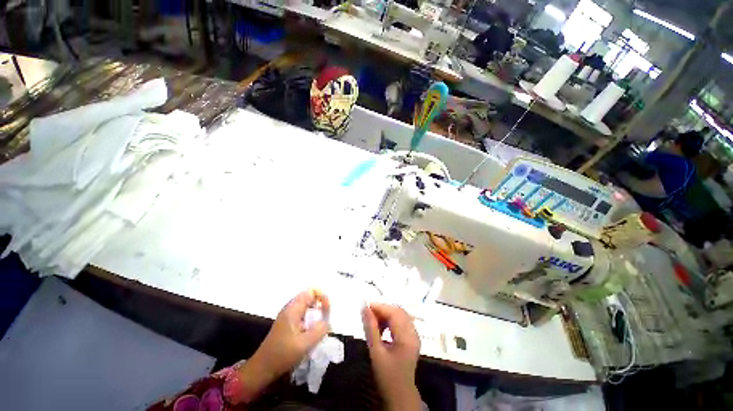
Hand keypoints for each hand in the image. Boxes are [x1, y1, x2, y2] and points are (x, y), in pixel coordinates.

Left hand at [234, 290, 329, 402]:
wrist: (261, 369)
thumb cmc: (282, 355)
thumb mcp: (305, 344)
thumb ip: (320, 330)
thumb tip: (328, 321)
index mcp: (293, 309)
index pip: (311, 291)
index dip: (322, 296)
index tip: (327, 310)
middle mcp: (290, 308)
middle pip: (310, 297)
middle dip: (320, 305)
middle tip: (326, 318)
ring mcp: (288, 316)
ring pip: (307, 306)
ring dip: (316, 313)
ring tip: (321, 326)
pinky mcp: (287, 324)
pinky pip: (303, 314)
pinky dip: (311, 319)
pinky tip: (313, 332)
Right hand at [362, 303, 421, 410]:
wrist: (400, 395)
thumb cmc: (387, 376)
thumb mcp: (376, 352)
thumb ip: (370, 329)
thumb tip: (364, 309)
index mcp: (407, 337)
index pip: (394, 313)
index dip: (379, 307)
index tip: (365, 307)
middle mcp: (413, 333)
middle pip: (398, 311)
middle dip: (383, 309)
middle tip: (368, 313)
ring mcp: (414, 335)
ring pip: (400, 315)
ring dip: (387, 314)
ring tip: (374, 321)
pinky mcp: (412, 338)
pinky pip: (402, 321)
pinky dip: (391, 320)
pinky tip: (382, 327)